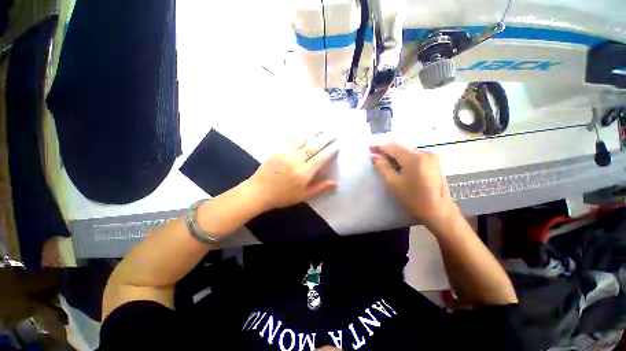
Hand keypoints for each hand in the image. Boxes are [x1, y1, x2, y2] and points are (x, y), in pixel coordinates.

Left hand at [246, 132, 338, 210]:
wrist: (259, 191)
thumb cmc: (283, 196)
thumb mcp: (303, 195)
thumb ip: (319, 188)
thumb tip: (335, 182)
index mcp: (304, 172)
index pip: (321, 158)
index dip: (330, 150)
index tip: (337, 144)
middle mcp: (297, 160)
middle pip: (314, 146)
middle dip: (325, 138)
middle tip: (333, 132)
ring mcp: (286, 153)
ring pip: (302, 139)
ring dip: (313, 132)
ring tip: (321, 127)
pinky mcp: (277, 150)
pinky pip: (289, 139)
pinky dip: (297, 133)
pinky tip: (301, 128)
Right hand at [370, 142, 456, 228]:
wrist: (439, 211)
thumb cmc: (413, 199)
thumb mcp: (393, 183)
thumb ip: (382, 167)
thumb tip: (373, 156)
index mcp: (414, 158)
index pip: (393, 147)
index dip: (380, 147)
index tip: (369, 147)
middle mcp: (425, 153)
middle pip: (401, 148)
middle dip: (387, 151)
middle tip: (375, 155)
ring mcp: (432, 157)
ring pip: (408, 152)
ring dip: (396, 156)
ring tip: (385, 162)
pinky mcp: (435, 162)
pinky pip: (415, 156)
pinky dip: (405, 159)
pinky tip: (399, 166)